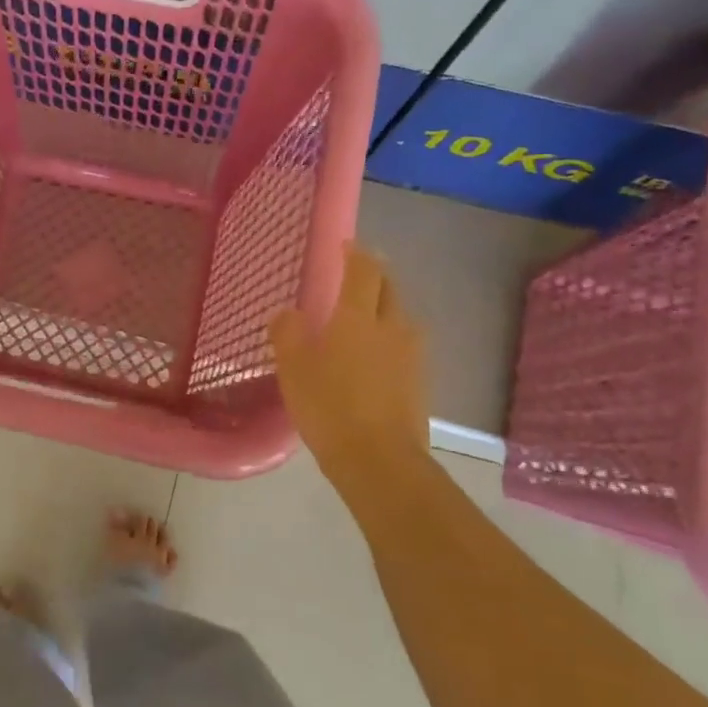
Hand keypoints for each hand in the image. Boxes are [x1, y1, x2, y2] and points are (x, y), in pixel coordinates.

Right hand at [269, 243, 428, 473]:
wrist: (379, 460)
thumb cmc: (329, 406)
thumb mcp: (293, 369)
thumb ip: (287, 333)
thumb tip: (287, 312)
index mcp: (359, 317)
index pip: (363, 271)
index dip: (355, 254)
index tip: (345, 246)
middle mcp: (392, 327)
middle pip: (389, 289)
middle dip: (375, 276)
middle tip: (356, 275)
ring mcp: (412, 355)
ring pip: (400, 317)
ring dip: (384, 308)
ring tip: (363, 316)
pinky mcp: (420, 381)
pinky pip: (404, 346)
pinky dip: (389, 339)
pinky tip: (374, 356)